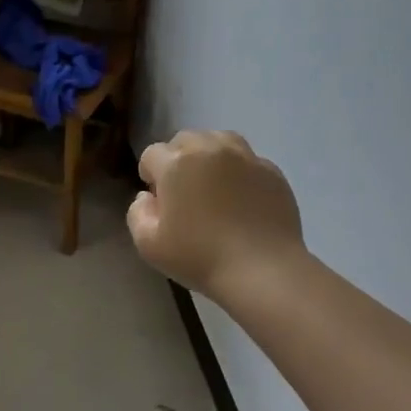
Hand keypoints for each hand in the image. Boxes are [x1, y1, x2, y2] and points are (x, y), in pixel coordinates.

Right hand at [128, 130, 303, 299]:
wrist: (262, 270)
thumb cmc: (199, 257)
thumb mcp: (148, 244)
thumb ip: (137, 213)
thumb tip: (147, 197)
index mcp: (176, 164)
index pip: (152, 154)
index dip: (150, 175)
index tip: (158, 200)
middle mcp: (210, 149)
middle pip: (185, 140)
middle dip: (178, 159)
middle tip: (184, 191)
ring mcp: (245, 157)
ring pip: (219, 140)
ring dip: (209, 155)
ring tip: (213, 184)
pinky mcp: (272, 171)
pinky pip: (248, 160)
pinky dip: (239, 171)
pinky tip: (241, 198)